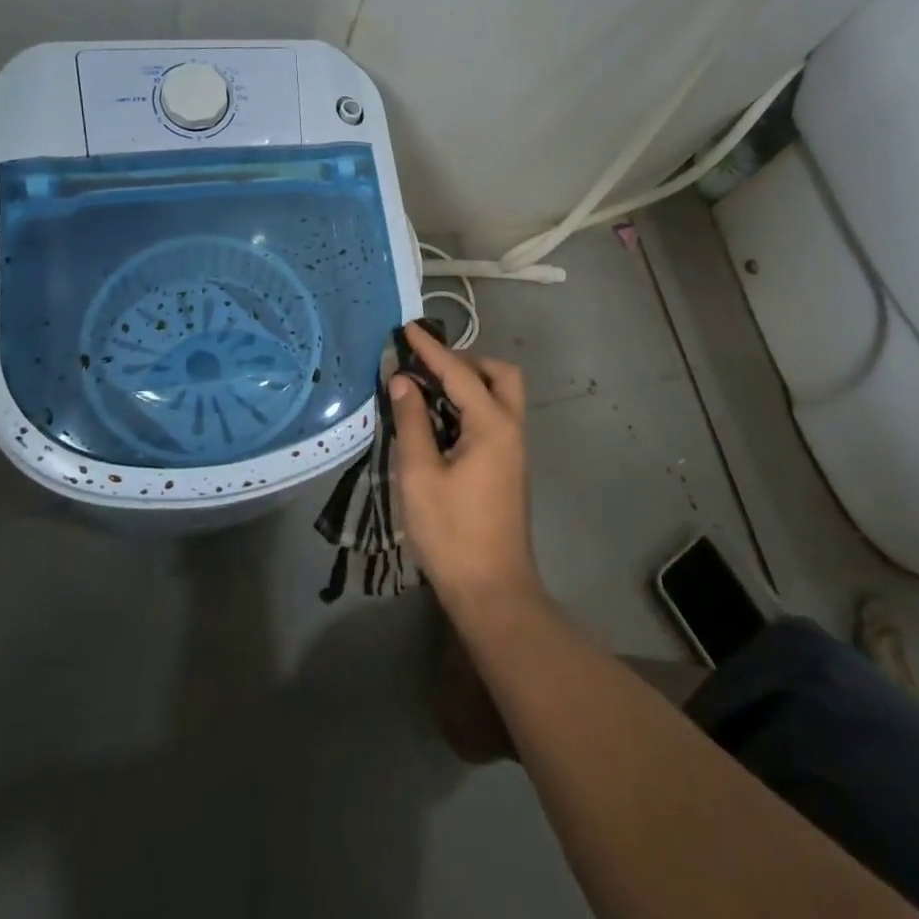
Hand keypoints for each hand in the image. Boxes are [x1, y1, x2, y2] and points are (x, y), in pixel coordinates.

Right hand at [389, 324, 542, 609]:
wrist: (492, 590)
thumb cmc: (452, 533)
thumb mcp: (420, 475)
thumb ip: (412, 422)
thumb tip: (403, 381)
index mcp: (493, 425)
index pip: (460, 372)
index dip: (431, 349)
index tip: (407, 328)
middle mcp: (511, 428)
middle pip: (500, 374)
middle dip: (466, 361)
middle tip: (429, 367)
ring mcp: (515, 449)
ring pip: (502, 395)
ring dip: (470, 382)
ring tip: (429, 390)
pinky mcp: (509, 466)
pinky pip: (495, 416)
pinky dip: (472, 405)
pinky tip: (442, 420)